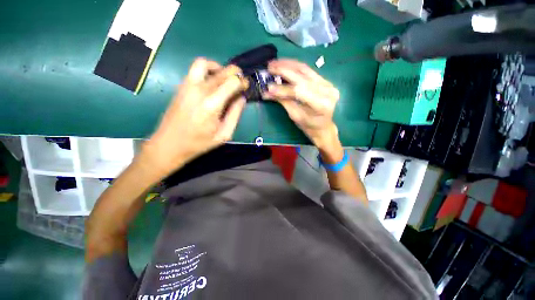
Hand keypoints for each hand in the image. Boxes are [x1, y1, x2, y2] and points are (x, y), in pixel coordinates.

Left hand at [140, 58, 247, 176]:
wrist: (169, 144)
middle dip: (235, 73)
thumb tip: (241, 98)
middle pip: (222, 71)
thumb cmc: (199, 142)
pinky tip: (212, 82)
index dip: (242, 82)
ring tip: (224, 79)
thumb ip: (235, 115)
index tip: (245, 87)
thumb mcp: (224, 134)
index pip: (232, 81)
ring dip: (219, 68)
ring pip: (205, 63)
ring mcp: (188, 86)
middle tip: (239, 82)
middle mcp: (200, 90)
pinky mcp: (181, 86)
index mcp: (212, 105)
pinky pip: (195, 69)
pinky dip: (207, 70)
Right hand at [264, 59, 339, 151]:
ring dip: (288, 64)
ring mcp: (328, 84)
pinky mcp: (325, 80)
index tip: (268, 87)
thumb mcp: (295, 115)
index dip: (283, 88)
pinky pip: (308, 70)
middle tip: (269, 67)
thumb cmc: (308, 126)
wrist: (323, 126)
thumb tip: (266, 92)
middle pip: (302, 77)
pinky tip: (285, 64)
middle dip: (284, 70)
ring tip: (275, 63)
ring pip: (305, 69)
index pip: (299, 91)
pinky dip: (295, 67)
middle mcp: (327, 91)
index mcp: (321, 105)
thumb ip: (283, 101)